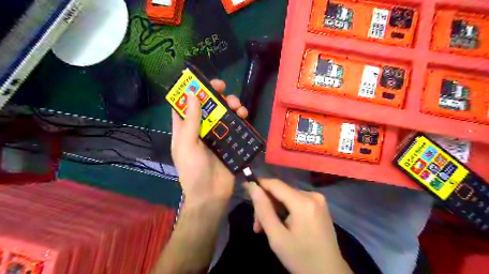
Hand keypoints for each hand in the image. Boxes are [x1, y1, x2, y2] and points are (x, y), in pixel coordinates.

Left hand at [172, 80, 247, 203]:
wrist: (211, 195)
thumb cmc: (193, 171)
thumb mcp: (187, 145)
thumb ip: (190, 121)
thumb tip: (192, 94)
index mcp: (186, 129)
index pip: (186, 105)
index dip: (192, 91)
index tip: (202, 81)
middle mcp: (200, 129)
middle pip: (208, 106)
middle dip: (216, 95)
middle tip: (224, 89)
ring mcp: (216, 135)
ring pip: (223, 114)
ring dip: (231, 105)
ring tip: (238, 106)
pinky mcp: (229, 142)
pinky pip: (235, 126)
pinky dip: (240, 119)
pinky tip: (244, 116)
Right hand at [247, 179, 353, 273]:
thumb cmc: (301, 259)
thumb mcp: (277, 237)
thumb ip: (263, 210)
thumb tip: (252, 186)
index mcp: (303, 202)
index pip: (275, 184)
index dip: (258, 184)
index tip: (245, 189)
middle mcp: (312, 195)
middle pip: (281, 191)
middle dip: (266, 205)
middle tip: (257, 225)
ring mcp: (318, 199)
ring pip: (287, 196)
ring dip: (274, 209)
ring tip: (265, 228)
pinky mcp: (319, 205)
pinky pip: (296, 201)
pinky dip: (285, 210)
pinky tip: (281, 224)